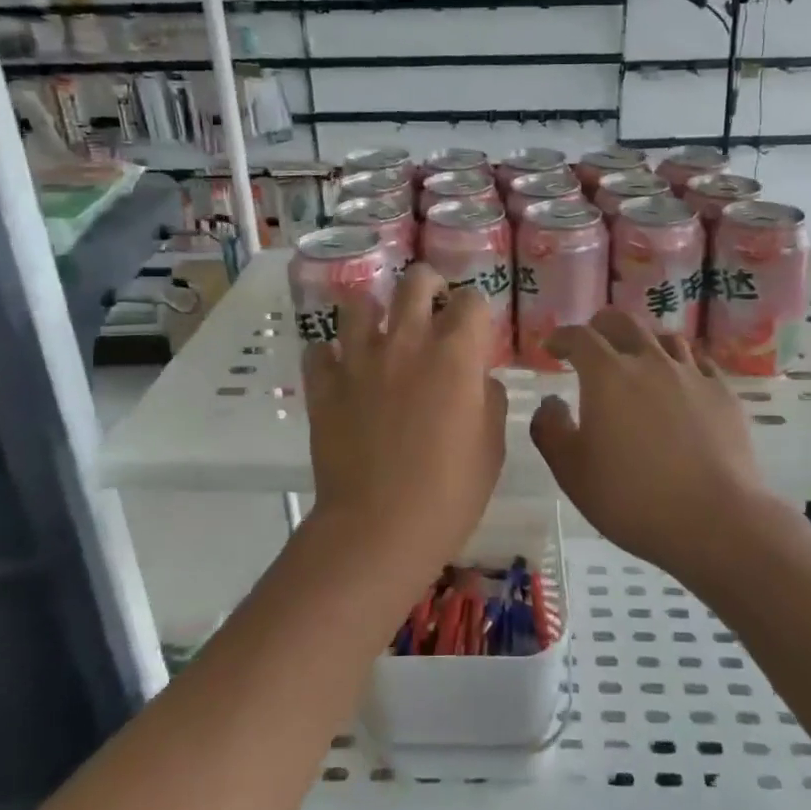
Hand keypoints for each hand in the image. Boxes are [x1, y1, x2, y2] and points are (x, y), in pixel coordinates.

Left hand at [303, 263, 507, 558]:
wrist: (380, 527)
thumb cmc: (450, 492)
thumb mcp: (492, 446)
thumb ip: (489, 399)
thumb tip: (478, 379)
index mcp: (455, 354)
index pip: (471, 301)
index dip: (476, 308)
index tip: (475, 324)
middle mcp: (406, 342)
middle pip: (414, 282)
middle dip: (427, 283)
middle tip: (431, 301)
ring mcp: (359, 360)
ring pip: (358, 304)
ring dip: (373, 310)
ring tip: (380, 329)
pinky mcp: (324, 386)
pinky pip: (319, 351)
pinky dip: (330, 354)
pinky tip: (341, 368)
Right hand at [530, 310, 778, 580]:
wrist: (714, 520)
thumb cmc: (631, 497)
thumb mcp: (571, 471)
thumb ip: (550, 429)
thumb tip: (551, 402)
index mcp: (607, 374)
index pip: (579, 337)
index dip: (561, 337)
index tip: (552, 348)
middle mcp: (650, 362)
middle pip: (624, 323)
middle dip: (601, 326)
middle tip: (592, 342)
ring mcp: (692, 374)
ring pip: (665, 338)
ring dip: (644, 342)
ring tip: (637, 360)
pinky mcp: (723, 394)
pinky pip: (699, 362)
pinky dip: (681, 364)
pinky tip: (680, 381)